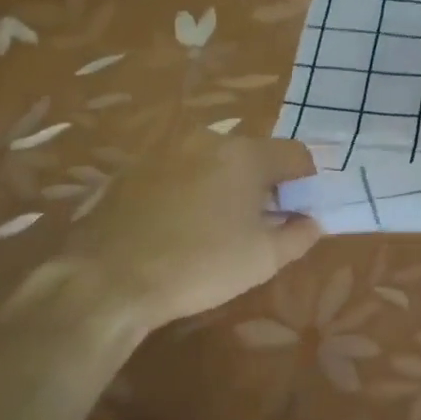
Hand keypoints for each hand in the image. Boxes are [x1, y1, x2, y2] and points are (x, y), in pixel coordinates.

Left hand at [0, 136, 320, 350]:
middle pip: (253, 155)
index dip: (307, 181)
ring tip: (218, 226)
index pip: (296, 154)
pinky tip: (179, 225)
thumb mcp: (264, 258)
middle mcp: (208, 140)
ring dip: (225, 185)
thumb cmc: (200, 265)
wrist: (107, 279)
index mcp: (246, 154)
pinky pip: (179, 172)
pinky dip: (190, 190)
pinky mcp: (133, 169)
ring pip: (213, 162)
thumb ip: (300, 235)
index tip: (302, 210)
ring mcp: (166, 150)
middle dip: (264, 183)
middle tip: (262, 222)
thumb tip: (313, 221)